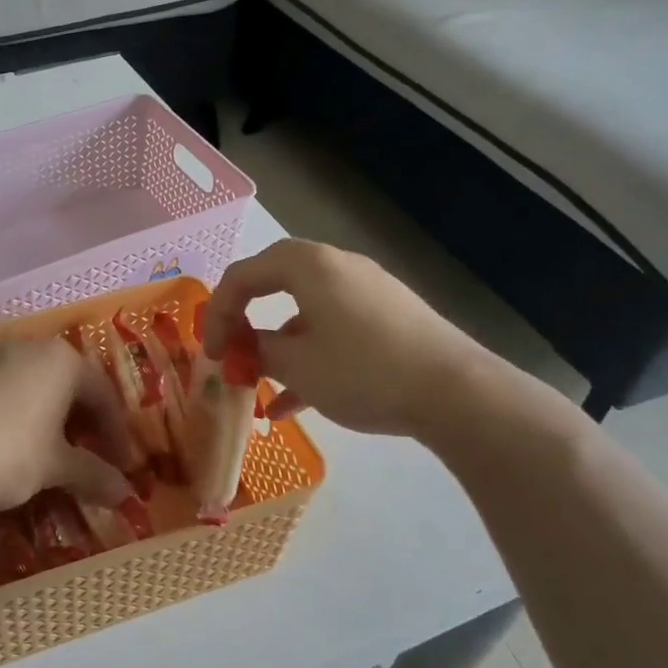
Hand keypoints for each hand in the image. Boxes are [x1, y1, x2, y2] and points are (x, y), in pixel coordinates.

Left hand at [0, 338, 135, 515]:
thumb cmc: (6, 452)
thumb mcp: (54, 467)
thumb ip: (93, 475)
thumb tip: (126, 495)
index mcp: (61, 360)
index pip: (103, 394)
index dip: (116, 434)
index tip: (121, 468)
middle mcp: (28, 347)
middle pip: (69, 385)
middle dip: (84, 425)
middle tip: (91, 460)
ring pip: (35, 386)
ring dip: (51, 421)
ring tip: (52, 456)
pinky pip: (4, 392)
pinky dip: (19, 417)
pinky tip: (10, 447)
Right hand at [204, 239, 488, 437]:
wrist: (456, 392)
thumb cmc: (363, 371)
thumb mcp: (297, 365)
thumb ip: (258, 350)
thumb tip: (245, 348)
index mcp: (308, 265)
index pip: (242, 275)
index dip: (217, 314)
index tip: (211, 354)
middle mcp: (337, 266)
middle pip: (273, 282)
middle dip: (245, 319)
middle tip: (231, 351)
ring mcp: (366, 290)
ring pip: (304, 309)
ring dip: (277, 343)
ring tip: (262, 385)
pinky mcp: (388, 316)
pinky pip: (333, 326)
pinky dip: (310, 353)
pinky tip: (297, 402)